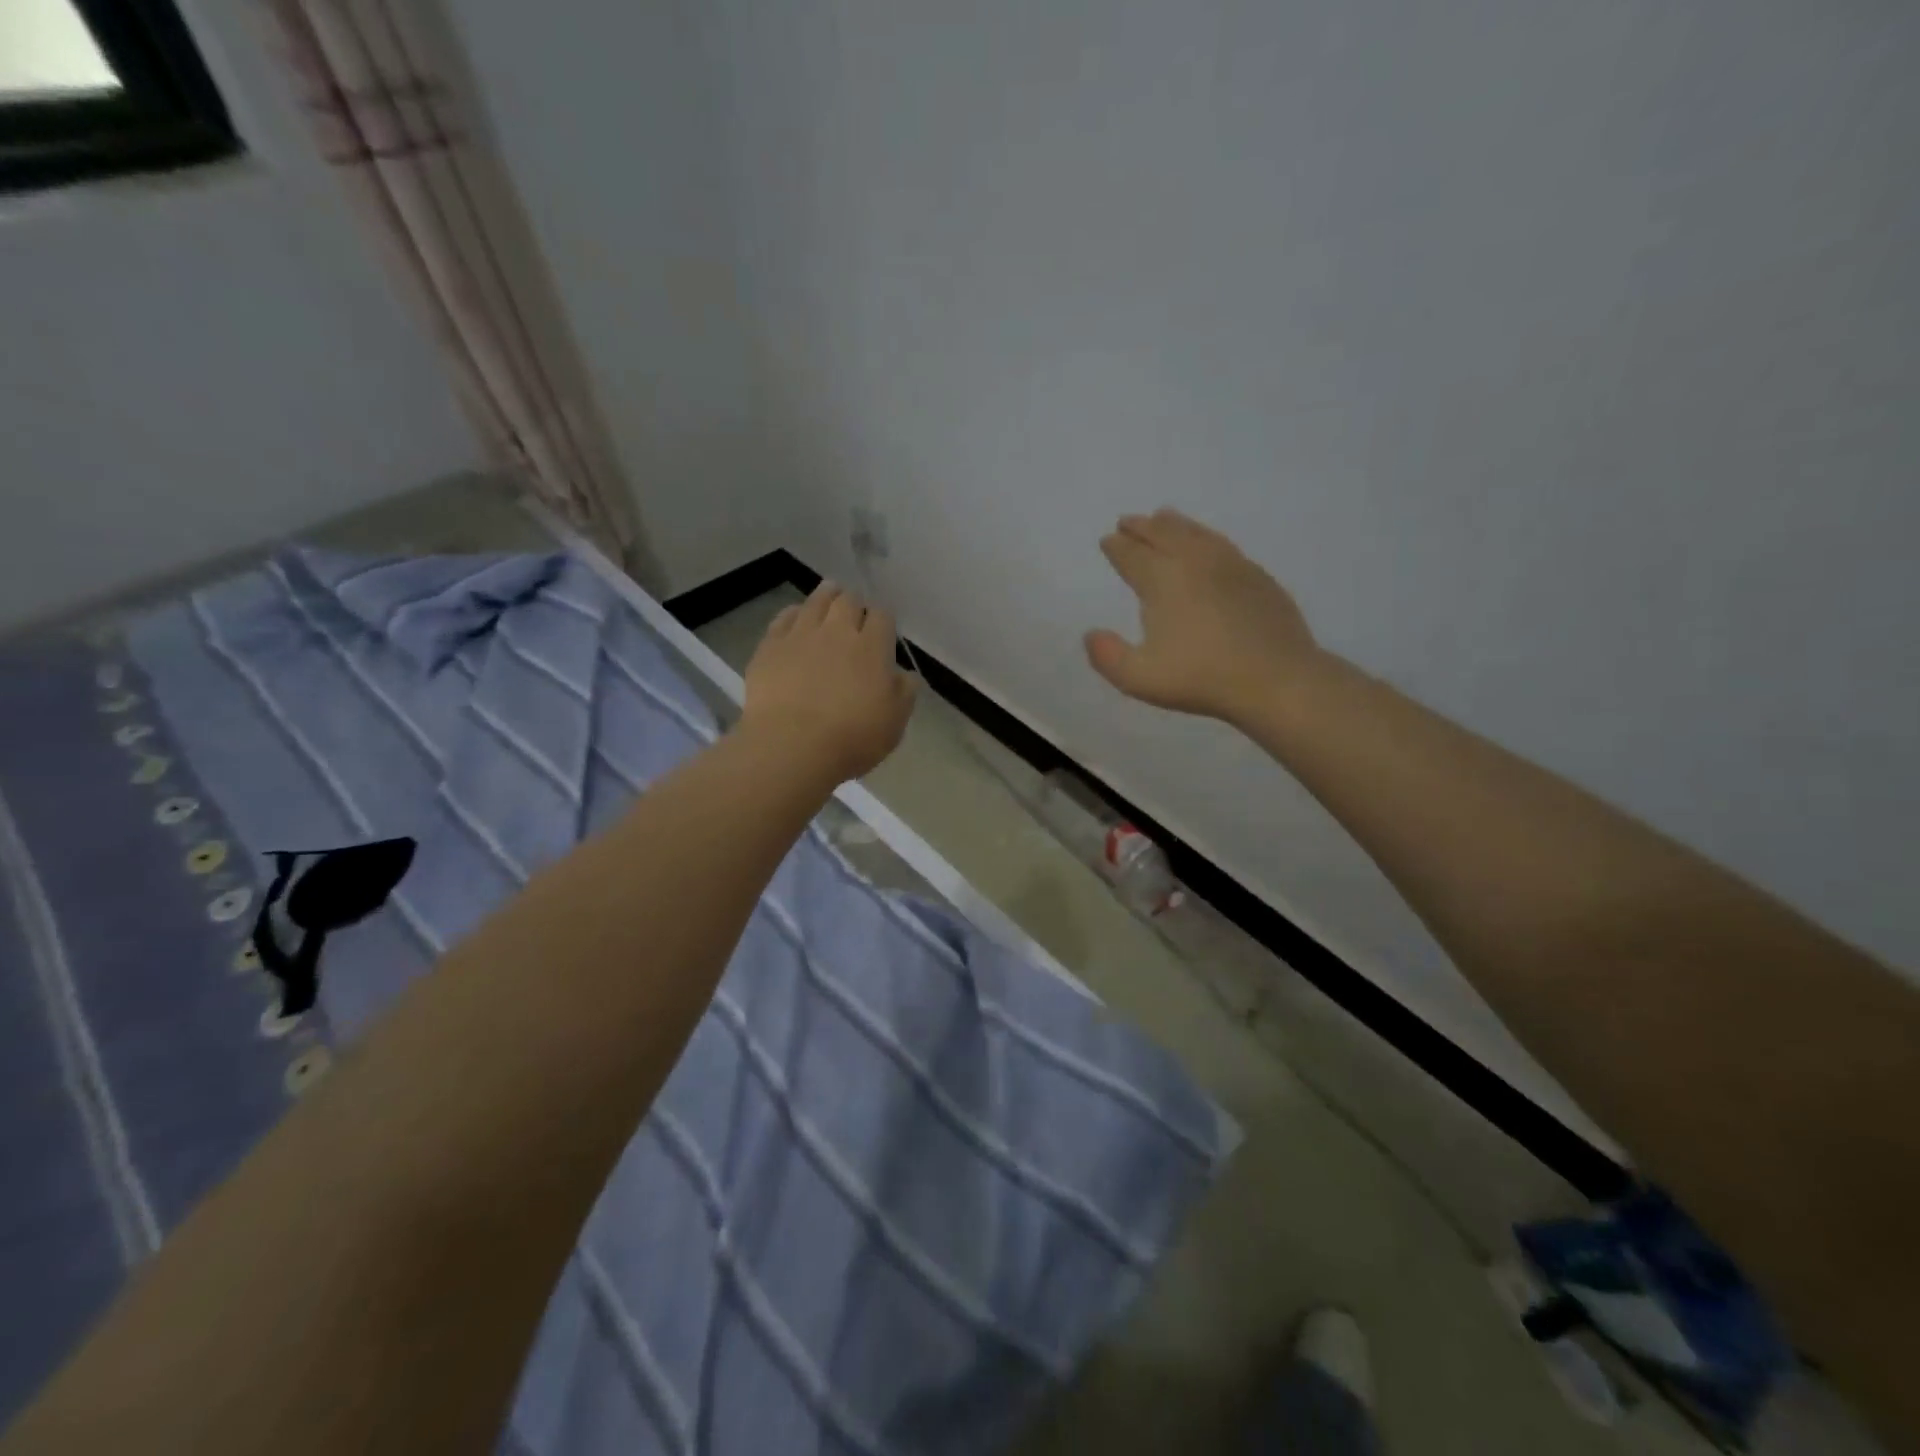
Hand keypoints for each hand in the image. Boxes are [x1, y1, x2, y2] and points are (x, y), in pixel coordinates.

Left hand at [740, 582, 916, 781]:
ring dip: (826, 596)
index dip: (883, 618)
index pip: (883, 616)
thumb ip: (904, 692)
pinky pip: (783, 618)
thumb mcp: (894, 722)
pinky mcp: (770, 647)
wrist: (792, 746)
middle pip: (848, 601)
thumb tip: (906, 675)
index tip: (882, 628)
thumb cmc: (852, 738)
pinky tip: (795, 617)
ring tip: (829, 595)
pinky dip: (794, 613)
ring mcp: (801, 635)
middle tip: (855, 611)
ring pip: (816, 601)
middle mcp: (837, 631)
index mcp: (872, 647)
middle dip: (854, 602)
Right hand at [1086, 509, 1323, 723]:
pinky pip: (1222, 543)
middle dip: (1141, 527)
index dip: (1116, 547)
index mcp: (1162, 580)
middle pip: (1162, 533)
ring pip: (1195, 532)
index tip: (1107, 540)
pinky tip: (1206, 542)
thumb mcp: (1140, 677)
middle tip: (1127, 522)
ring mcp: (1230, 564)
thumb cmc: (1201, 678)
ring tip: (1163, 517)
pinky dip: (1204, 535)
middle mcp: (1193, 561)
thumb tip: (1091, 634)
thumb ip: (1107, 656)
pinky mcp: (1256, 575)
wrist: (1276, 678)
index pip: (1132, 555)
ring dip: (1173, 524)